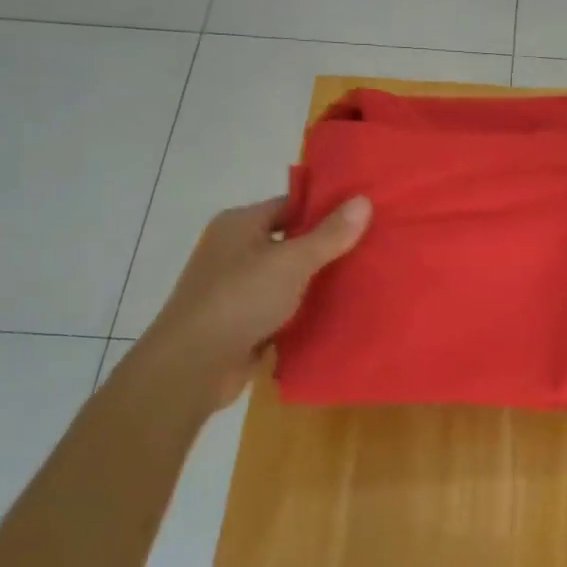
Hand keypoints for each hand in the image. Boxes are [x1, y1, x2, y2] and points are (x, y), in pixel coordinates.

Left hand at [123, 195, 370, 418]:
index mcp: (239, 224)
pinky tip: (339, 312)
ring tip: (364, 279)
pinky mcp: (242, 321)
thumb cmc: (240, 299)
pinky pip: (282, 307)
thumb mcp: (292, 262)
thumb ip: (329, 234)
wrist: (193, 366)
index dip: (326, 209)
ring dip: (318, 281)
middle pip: (291, 241)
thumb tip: (364, 199)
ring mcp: (237, 287)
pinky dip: (305, 310)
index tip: (365, 215)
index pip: (291, 205)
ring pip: (288, 277)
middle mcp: (235, 250)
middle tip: (373, 247)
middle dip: (328, 247)